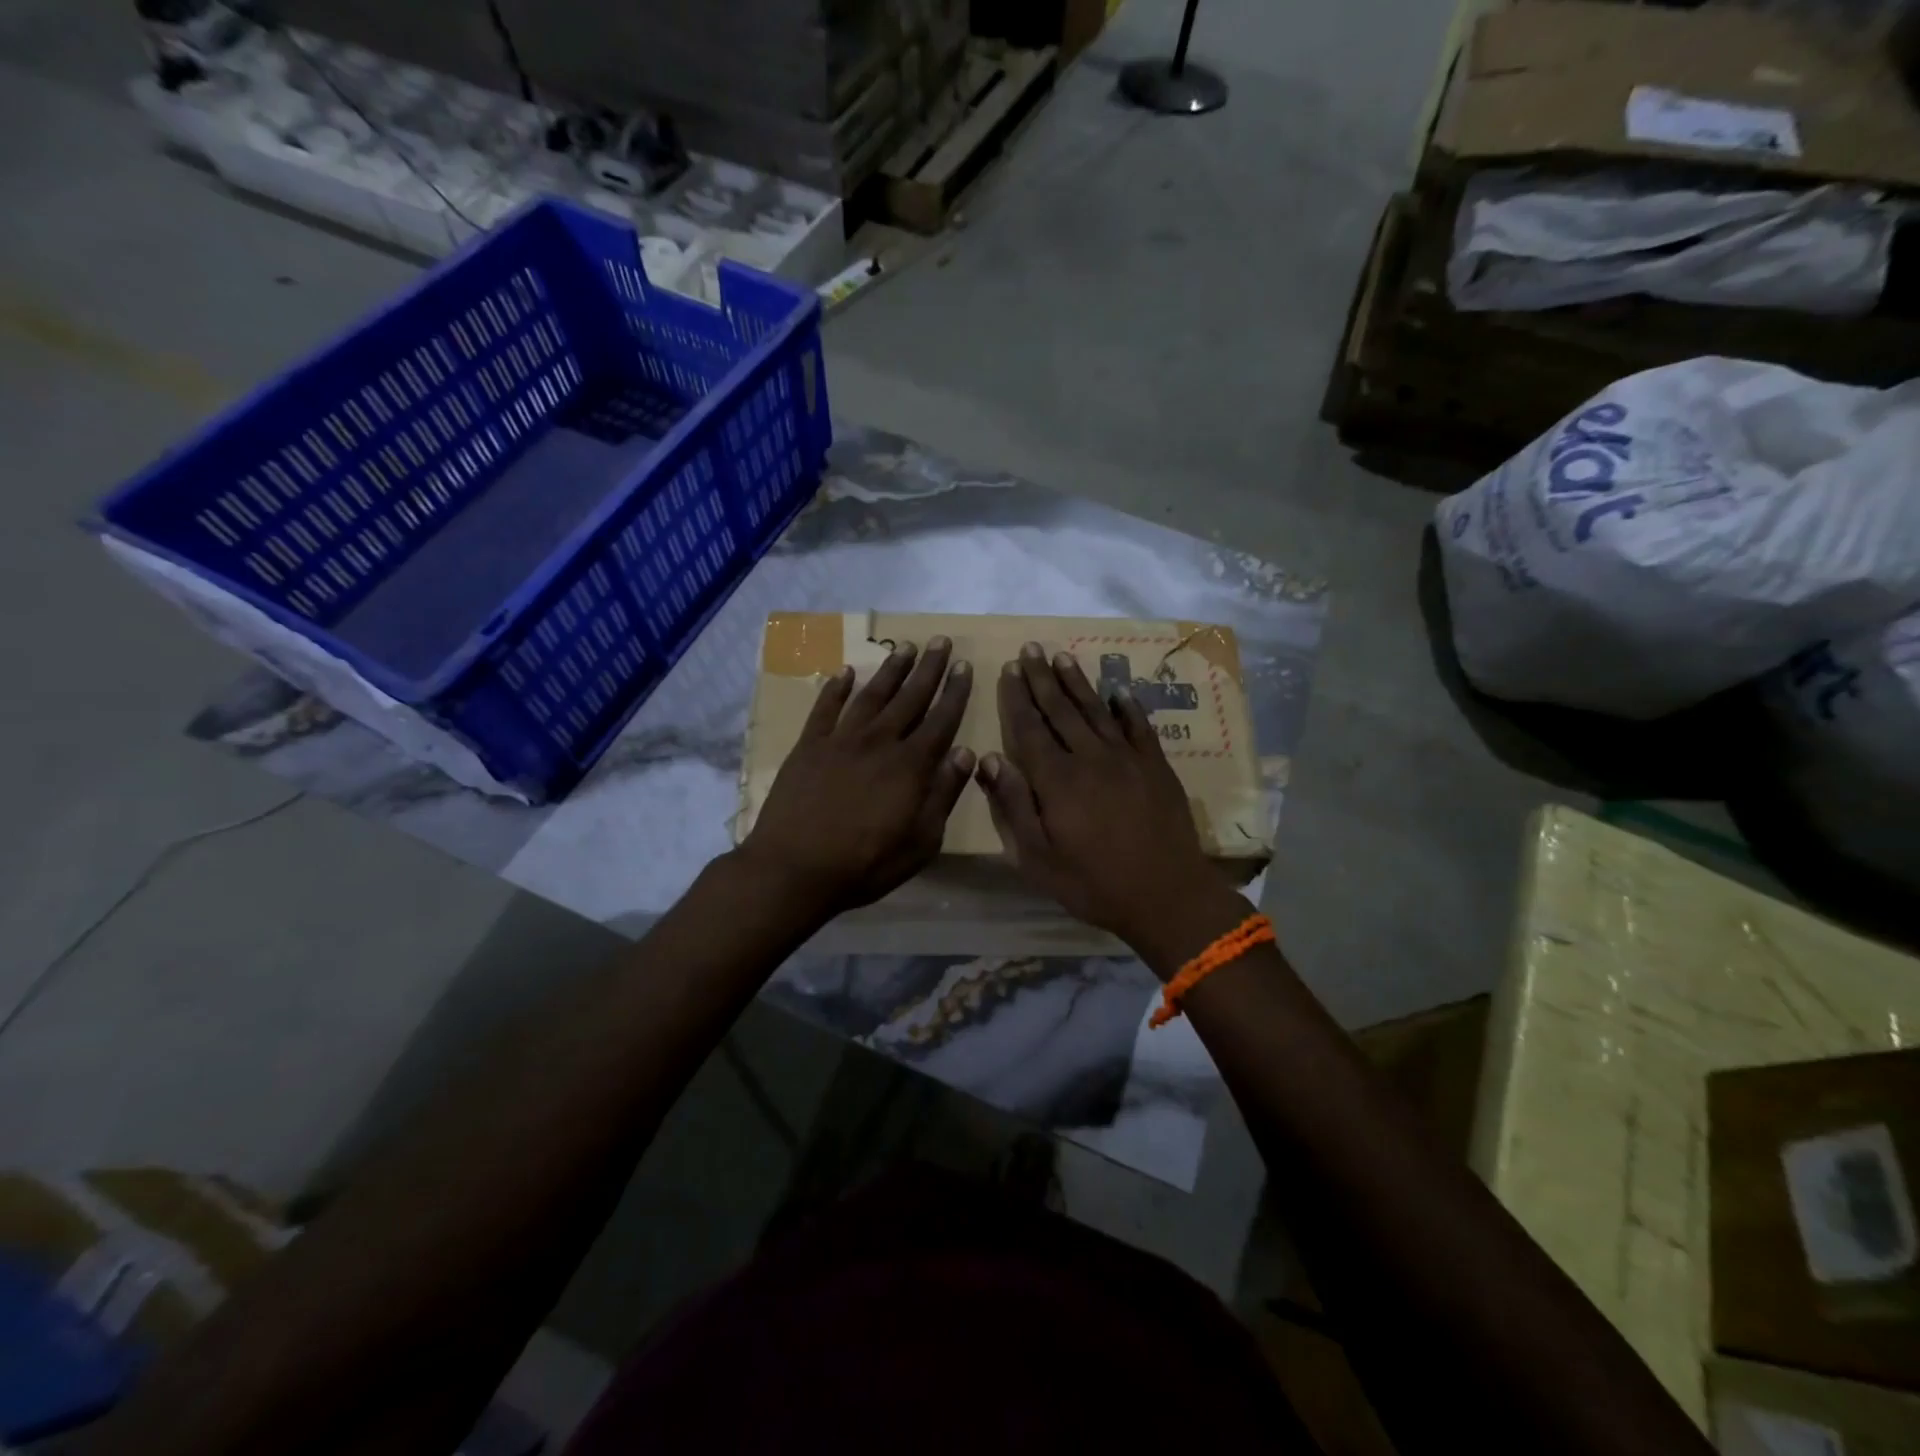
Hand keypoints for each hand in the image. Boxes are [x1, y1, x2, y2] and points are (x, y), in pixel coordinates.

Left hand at [739, 637, 973, 914]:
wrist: (794, 869)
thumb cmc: (865, 864)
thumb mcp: (921, 841)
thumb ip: (944, 794)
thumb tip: (966, 753)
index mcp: (910, 766)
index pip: (941, 720)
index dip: (955, 692)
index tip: (965, 666)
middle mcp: (879, 742)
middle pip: (910, 698)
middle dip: (929, 669)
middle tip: (941, 641)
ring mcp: (841, 740)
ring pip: (872, 695)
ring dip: (891, 669)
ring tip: (905, 647)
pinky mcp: (809, 746)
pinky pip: (825, 708)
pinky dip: (836, 688)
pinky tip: (846, 672)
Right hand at [975, 644, 1227, 946]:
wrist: (1167, 895)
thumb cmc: (1093, 883)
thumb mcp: (1038, 857)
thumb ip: (1013, 805)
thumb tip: (990, 759)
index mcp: (1057, 779)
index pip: (1030, 728)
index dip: (1017, 698)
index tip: (1007, 669)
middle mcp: (1090, 758)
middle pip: (1061, 710)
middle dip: (1042, 678)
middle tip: (1030, 648)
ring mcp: (1127, 759)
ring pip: (1096, 711)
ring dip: (1077, 682)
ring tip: (1061, 657)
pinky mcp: (1156, 767)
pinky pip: (1138, 727)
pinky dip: (1127, 707)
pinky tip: (1118, 692)